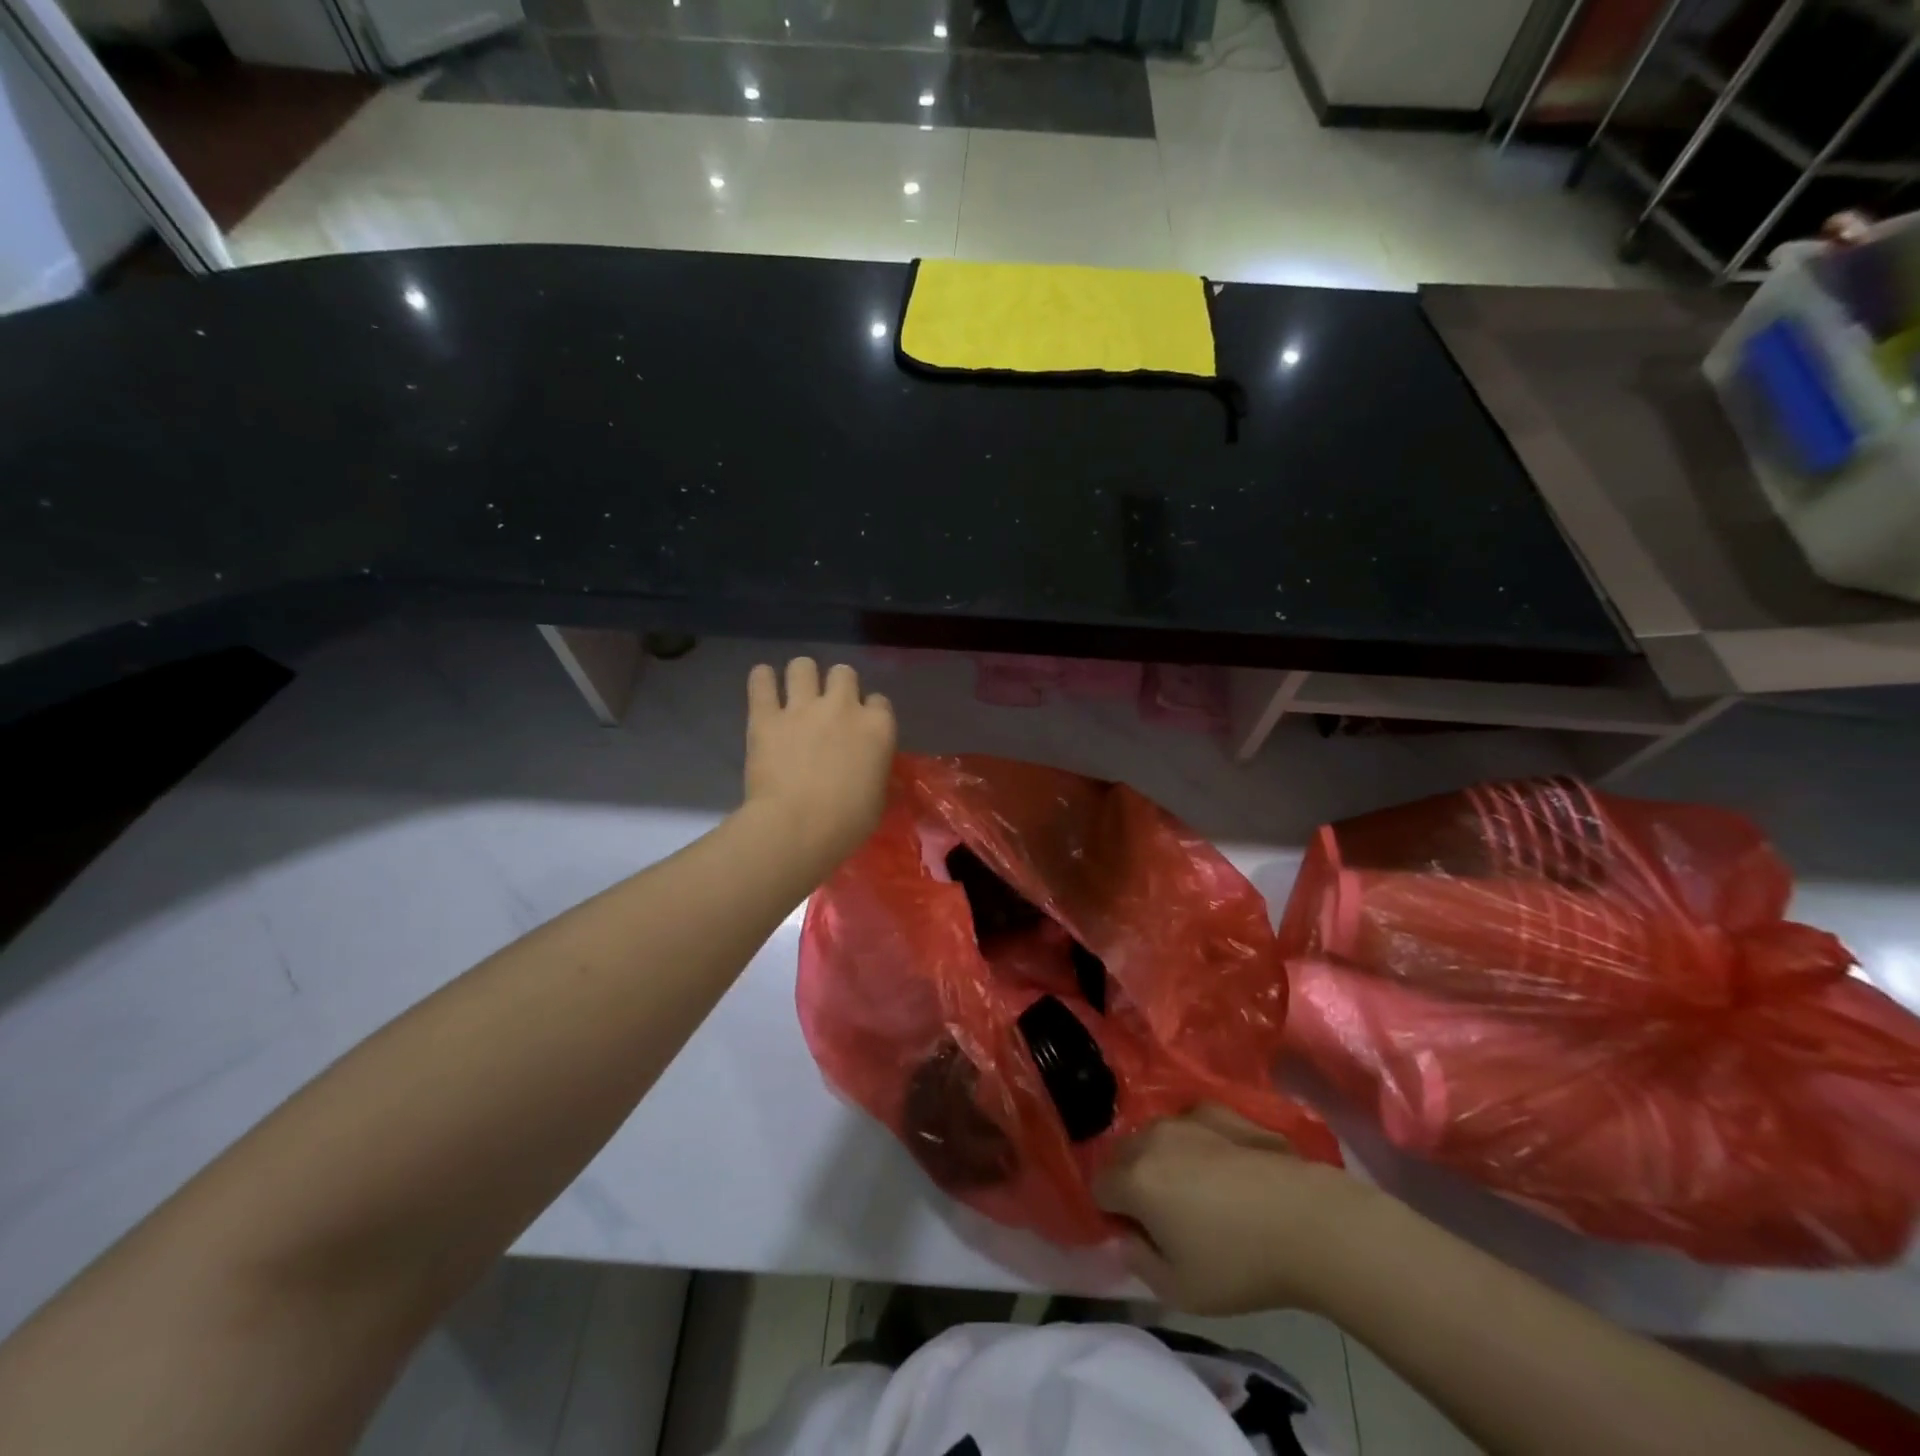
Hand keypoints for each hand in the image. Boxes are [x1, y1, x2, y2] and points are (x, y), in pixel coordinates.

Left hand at [744, 658, 896, 869]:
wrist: (797, 827)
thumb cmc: (847, 822)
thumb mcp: (878, 799)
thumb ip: (877, 774)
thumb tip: (877, 772)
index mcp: (877, 728)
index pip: (879, 701)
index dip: (869, 710)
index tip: (861, 725)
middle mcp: (843, 707)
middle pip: (843, 673)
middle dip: (837, 684)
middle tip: (828, 705)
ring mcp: (802, 707)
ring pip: (803, 666)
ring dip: (801, 675)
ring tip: (795, 690)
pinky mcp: (766, 716)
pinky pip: (761, 681)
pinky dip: (762, 679)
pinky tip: (763, 681)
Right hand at [1094, 1106, 1378, 1316]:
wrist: (1307, 1221)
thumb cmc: (1240, 1263)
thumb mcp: (1181, 1290)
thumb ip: (1139, 1262)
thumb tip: (1127, 1237)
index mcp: (1134, 1179)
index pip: (1099, 1187)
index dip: (1112, 1213)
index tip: (1138, 1235)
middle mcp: (1152, 1138)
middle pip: (1122, 1154)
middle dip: (1130, 1180)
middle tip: (1162, 1216)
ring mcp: (1186, 1118)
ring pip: (1155, 1136)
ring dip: (1160, 1158)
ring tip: (1194, 1190)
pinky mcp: (1219, 1110)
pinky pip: (1190, 1123)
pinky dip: (1193, 1141)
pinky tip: (1221, 1166)